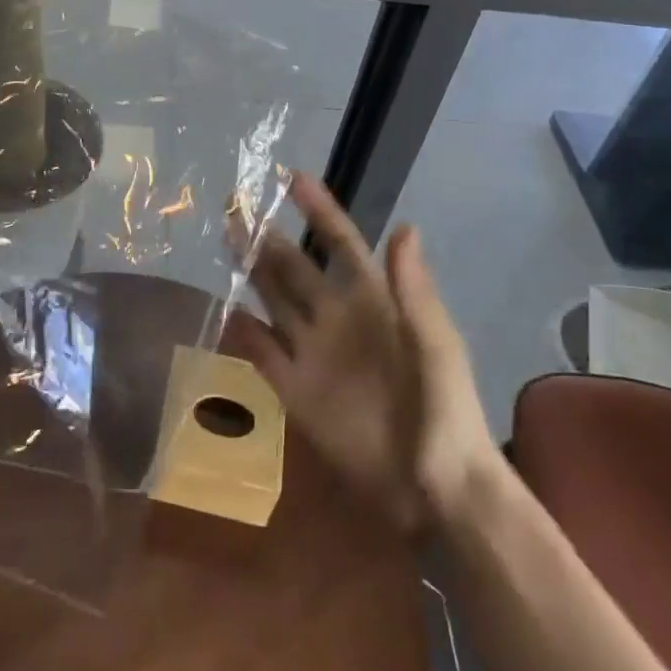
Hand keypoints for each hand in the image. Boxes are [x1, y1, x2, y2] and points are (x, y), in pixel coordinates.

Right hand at [224, 173, 501, 532]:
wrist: (438, 492)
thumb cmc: (447, 411)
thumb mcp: (437, 345)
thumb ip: (414, 290)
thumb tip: (403, 225)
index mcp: (374, 302)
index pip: (341, 244)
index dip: (319, 211)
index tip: (293, 178)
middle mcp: (338, 319)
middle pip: (296, 268)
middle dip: (267, 236)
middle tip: (236, 206)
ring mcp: (314, 354)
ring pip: (274, 301)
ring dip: (250, 271)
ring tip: (226, 239)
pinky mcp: (296, 392)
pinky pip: (263, 354)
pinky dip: (243, 333)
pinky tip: (222, 311)